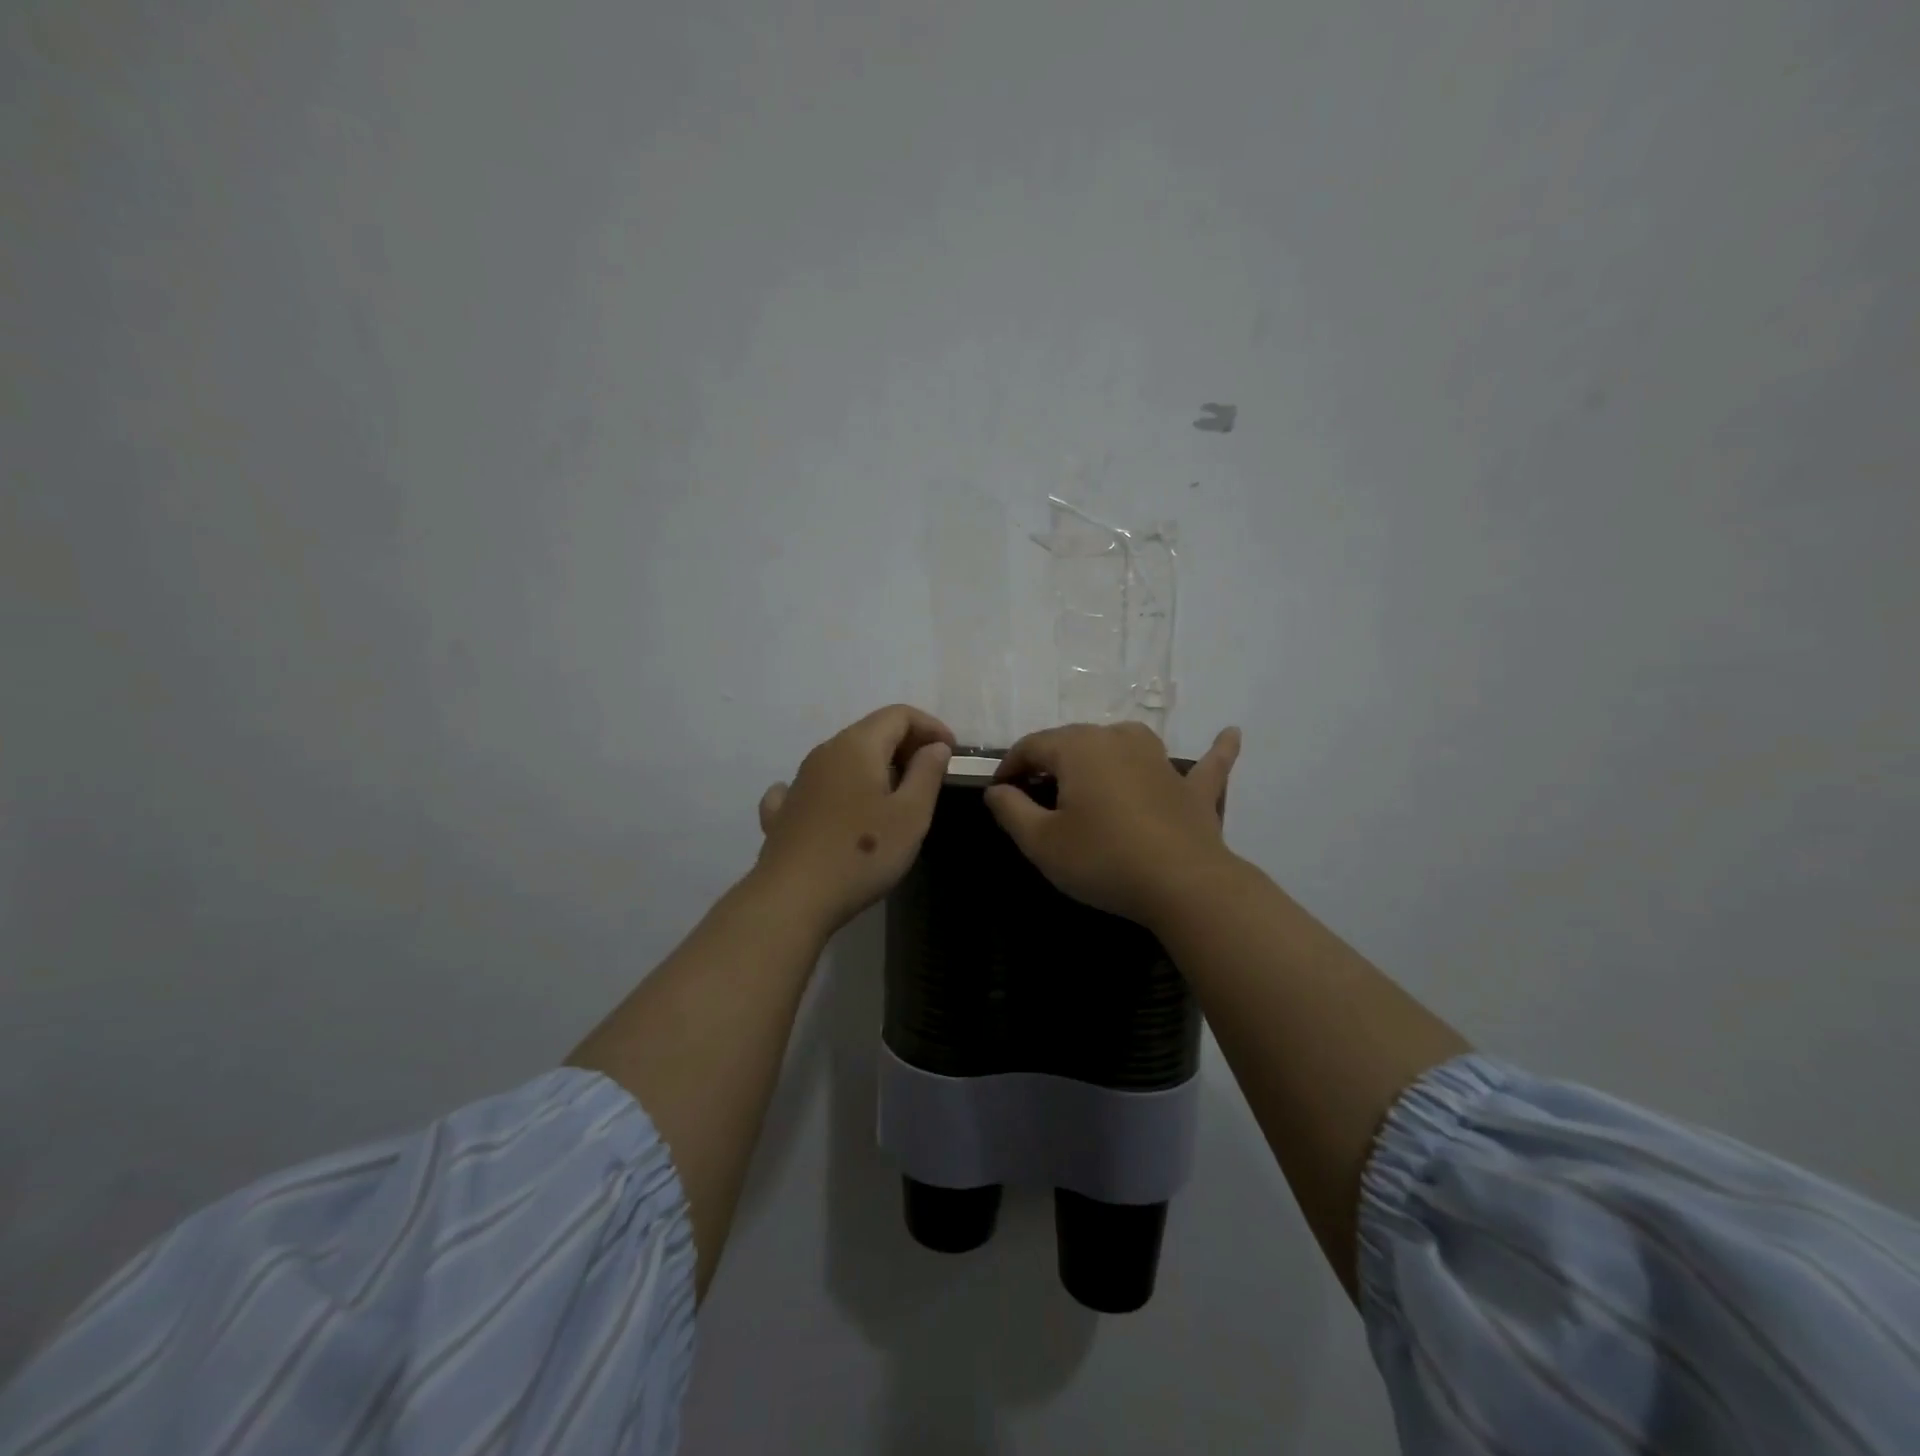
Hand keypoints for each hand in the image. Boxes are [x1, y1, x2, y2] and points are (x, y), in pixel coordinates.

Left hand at [753, 704, 955, 933]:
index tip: (952, 753)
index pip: (899, 714)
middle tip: (931, 776)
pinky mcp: (784, 812)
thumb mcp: (911, 814)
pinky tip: (837, 808)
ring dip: (875, 767)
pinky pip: (814, 787)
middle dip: (906, 745)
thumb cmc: (862, 853)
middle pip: (871, 732)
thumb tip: (934, 746)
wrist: (792, 898)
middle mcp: (825, 752)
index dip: (930, 726)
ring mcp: (799, 781)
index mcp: (858, 745)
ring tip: (896, 797)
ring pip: (844, 758)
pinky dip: (836, 789)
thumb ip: (927, 773)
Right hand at [984, 721, 1241, 926]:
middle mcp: (1119, 739)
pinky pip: (1205, 764)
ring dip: (1103, 755)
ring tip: (1088, 777)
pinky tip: (1231, 733)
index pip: (1032, 746)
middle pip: (1073, 742)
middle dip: (1049, 763)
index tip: (998, 792)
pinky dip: (1214, 751)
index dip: (1010, 767)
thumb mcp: (1041, 842)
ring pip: (1124, 744)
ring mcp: (1161, 759)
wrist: (1184, 884)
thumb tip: (998, 790)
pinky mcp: (1193, 787)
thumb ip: (1011, 810)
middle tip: (1034, 797)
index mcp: (1079, 747)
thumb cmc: (1103, 859)